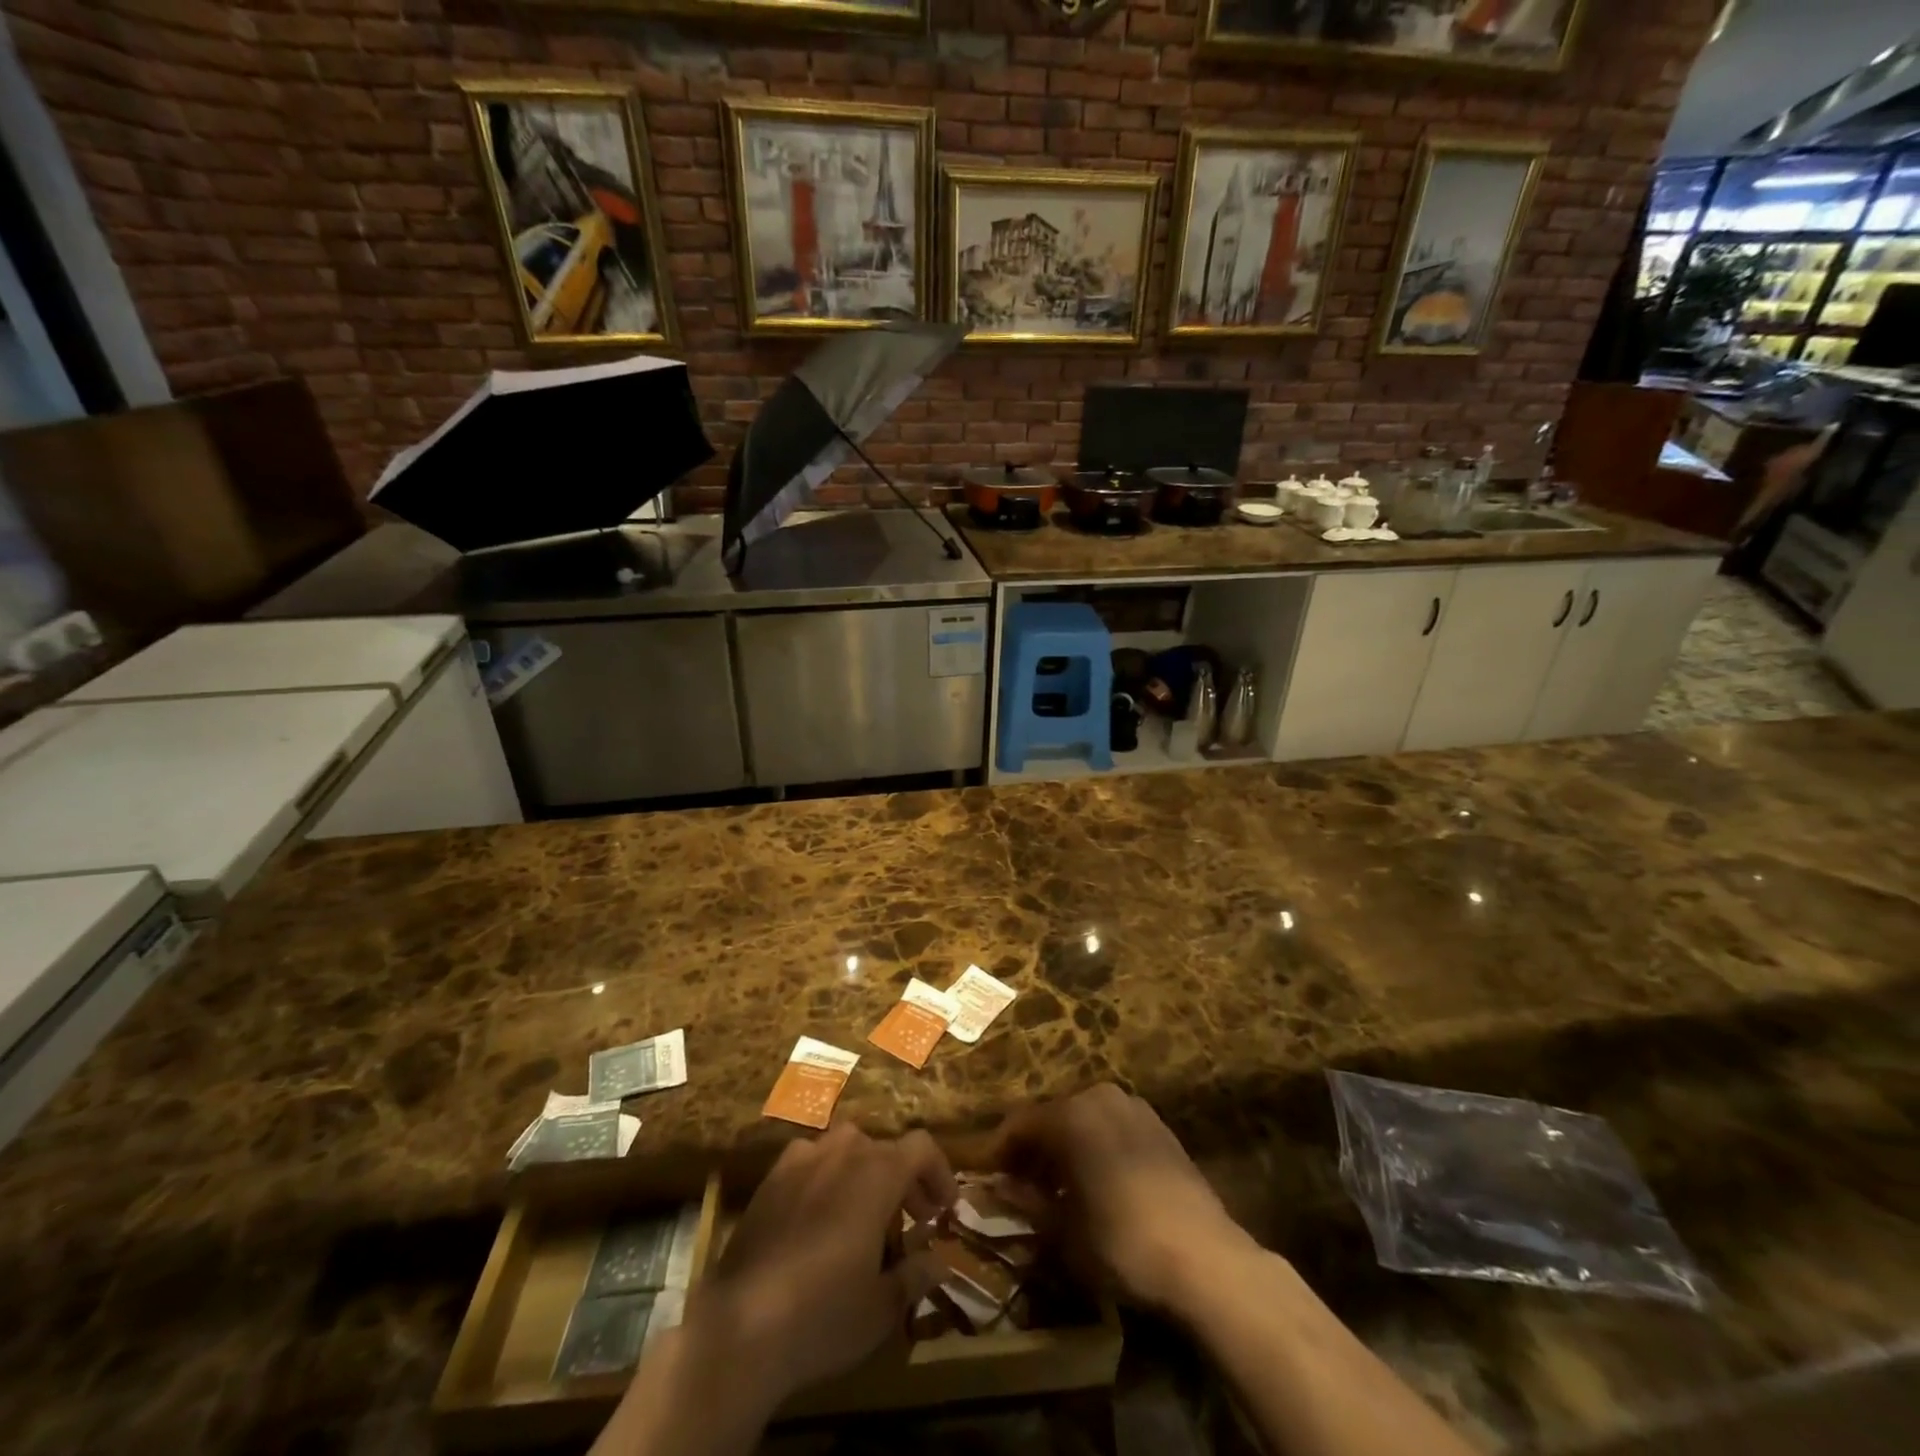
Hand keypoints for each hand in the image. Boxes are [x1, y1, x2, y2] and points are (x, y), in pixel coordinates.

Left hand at [696, 1125, 955, 1409]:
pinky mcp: (770, 1178)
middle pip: (884, 1148)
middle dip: (904, 1180)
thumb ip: (916, 1275)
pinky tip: (820, 1217)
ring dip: (865, 1173)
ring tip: (866, 1216)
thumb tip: (939, 1262)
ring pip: (846, 1150)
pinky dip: (826, 1178)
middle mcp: (842, 1151)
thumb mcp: (882, 1306)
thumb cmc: (823, 1313)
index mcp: (877, 1172)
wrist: (740, 1324)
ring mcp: (801, 1159)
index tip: (946, 1209)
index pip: (921, 1147)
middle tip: (913, 1220)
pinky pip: (810, 1162)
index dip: (939, 1172)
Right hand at [991, 1083, 1258, 1314]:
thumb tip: (994, 1187)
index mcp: (1070, 1114)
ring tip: (1057, 1186)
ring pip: (1083, 1119)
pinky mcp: (1158, 1124)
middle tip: (1019, 1185)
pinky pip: (1111, 1126)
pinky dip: (1095, 1145)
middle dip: (1032, 1148)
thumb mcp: (1063, 1231)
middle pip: (1052, 1116)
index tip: (986, 1177)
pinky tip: (1096, 1181)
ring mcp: (1133, 1106)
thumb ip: (1025, 1201)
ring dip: (1064, 1146)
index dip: (999, 1150)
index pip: (1019, 1123)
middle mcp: (1098, 1096)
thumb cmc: (1121, 1242)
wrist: (1204, 1257)